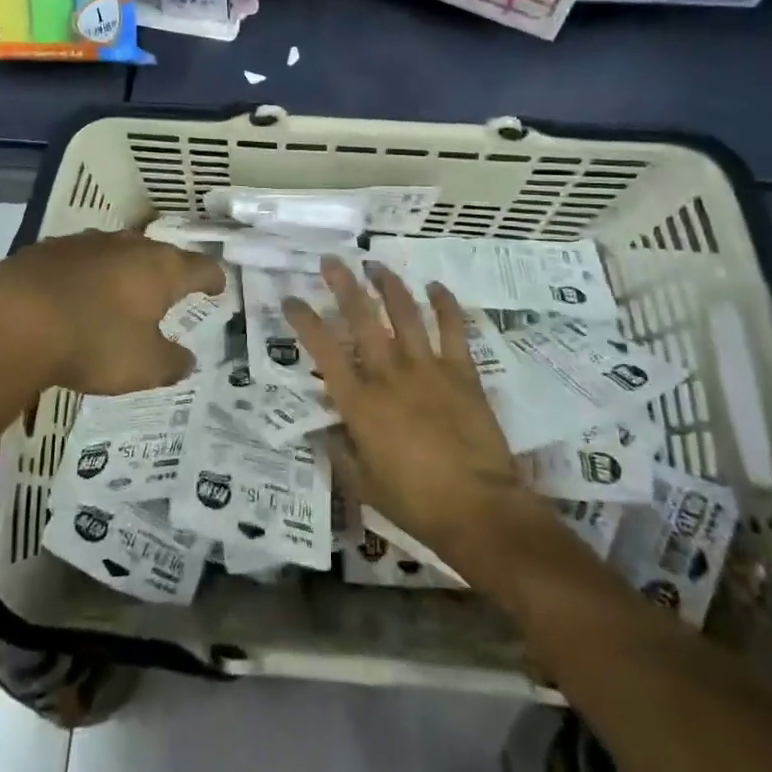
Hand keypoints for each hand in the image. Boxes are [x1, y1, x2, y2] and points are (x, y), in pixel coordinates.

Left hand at [0, 229, 225, 396]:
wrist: (13, 320)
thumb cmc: (94, 343)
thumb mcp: (144, 367)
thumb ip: (171, 362)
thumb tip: (187, 360)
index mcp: (161, 269)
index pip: (201, 267)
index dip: (213, 278)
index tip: (218, 287)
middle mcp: (128, 246)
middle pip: (158, 253)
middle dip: (167, 271)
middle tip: (170, 289)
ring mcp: (86, 243)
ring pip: (117, 252)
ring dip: (124, 270)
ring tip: (122, 292)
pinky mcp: (48, 249)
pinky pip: (79, 260)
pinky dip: (85, 275)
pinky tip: (75, 295)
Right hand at [283, 258, 522, 562]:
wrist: (479, 510)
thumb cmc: (416, 504)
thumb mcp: (364, 486)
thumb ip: (340, 452)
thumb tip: (323, 430)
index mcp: (360, 403)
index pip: (323, 351)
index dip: (304, 321)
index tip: (291, 299)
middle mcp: (388, 375)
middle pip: (361, 318)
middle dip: (343, 285)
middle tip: (330, 261)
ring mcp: (427, 369)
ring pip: (404, 313)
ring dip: (388, 284)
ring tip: (375, 264)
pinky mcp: (462, 372)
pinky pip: (453, 329)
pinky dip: (445, 305)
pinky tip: (435, 287)